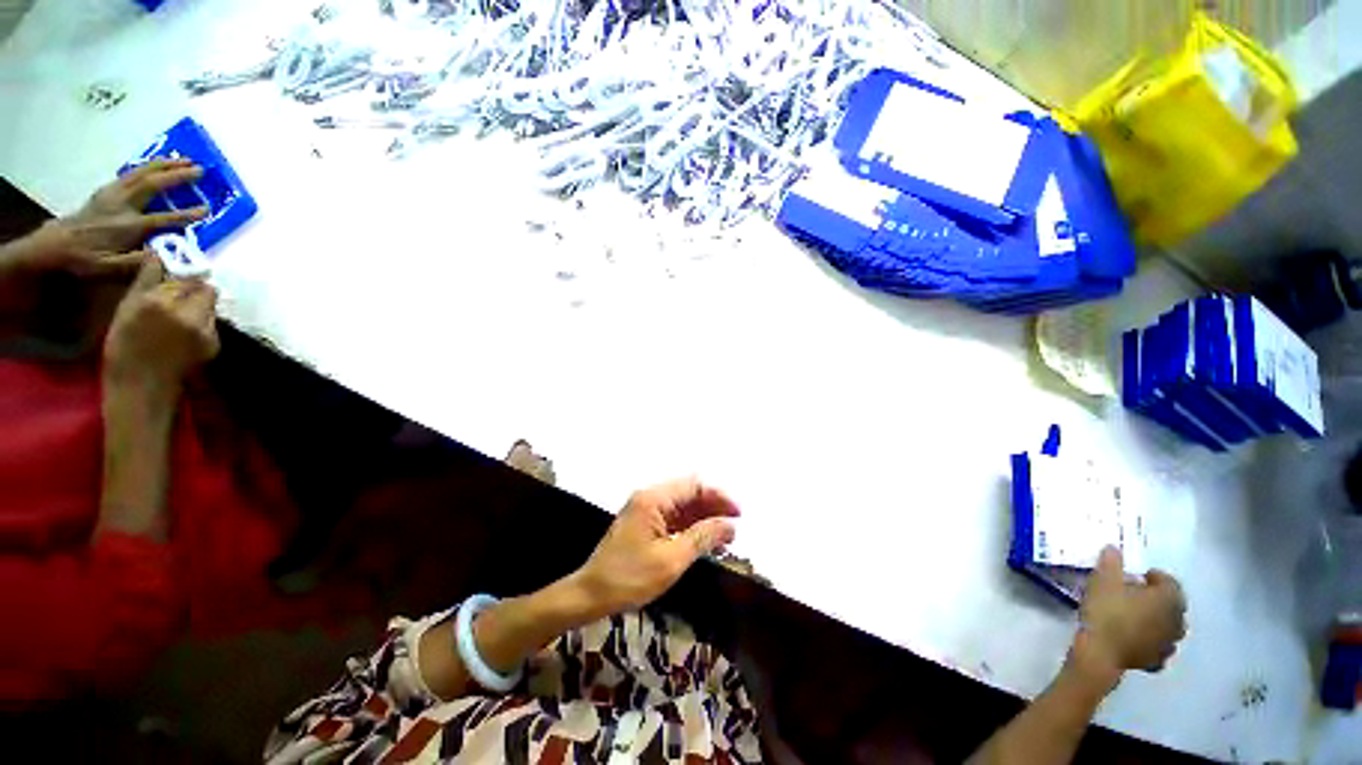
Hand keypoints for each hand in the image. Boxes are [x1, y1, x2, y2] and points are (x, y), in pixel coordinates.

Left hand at [16, 159, 207, 277]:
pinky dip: (146, 167)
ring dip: (164, 165)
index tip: (207, 210)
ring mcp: (113, 195)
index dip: (186, 214)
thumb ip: (138, 261)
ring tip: (184, 159)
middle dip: (177, 176)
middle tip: (200, 170)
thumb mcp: (109, 268)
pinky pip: (130, 174)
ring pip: (141, 174)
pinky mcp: (107, 191)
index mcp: (127, 226)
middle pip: (152, 185)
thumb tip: (166, 254)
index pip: (163, 219)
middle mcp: (122, 205)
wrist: (54, 245)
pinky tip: (155, 165)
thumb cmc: (85, 260)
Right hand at [103, 256, 219, 396]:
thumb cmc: (124, 346)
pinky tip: (185, 330)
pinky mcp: (213, 342)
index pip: (182, 274)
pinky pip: (211, 321)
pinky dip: (202, 319)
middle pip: (204, 287)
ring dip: (199, 302)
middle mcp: (186, 313)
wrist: (142, 385)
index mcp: (158, 301)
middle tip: (179, 293)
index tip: (173, 272)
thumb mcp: (126, 308)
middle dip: (194, 286)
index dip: (179, 271)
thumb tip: (157, 255)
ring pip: (211, 303)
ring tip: (181, 313)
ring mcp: (203, 329)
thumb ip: (147, 281)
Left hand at [573, 478, 740, 616]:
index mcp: (654, 499)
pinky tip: (706, 541)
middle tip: (734, 528)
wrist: (590, 595)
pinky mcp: (644, 523)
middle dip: (714, 507)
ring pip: (683, 506)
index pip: (694, 486)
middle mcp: (650, 497)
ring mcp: (646, 510)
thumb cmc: (629, 578)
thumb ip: (702, 538)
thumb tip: (730, 525)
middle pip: (689, 493)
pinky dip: (691, 527)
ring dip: (704, 518)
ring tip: (726, 537)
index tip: (738, 515)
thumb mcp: (671, 560)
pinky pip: (673, 518)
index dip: (719, 497)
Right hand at [1071, 547, 1186, 684]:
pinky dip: (1153, 641)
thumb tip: (1114, 548)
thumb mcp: (1102, 580)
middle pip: (1173, 606)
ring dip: (1158, 621)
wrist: (1100, 653)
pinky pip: (1160, 647)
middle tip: (1136, 594)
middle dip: (1158, 599)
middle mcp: (1177, 621)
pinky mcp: (1156, 661)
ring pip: (1169, 628)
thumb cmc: (1106, 611)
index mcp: (1169, 599)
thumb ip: (1111, 562)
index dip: (1155, 577)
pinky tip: (1138, 639)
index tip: (1137, 576)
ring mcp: (1169, 644)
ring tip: (1136, 616)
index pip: (1170, 582)